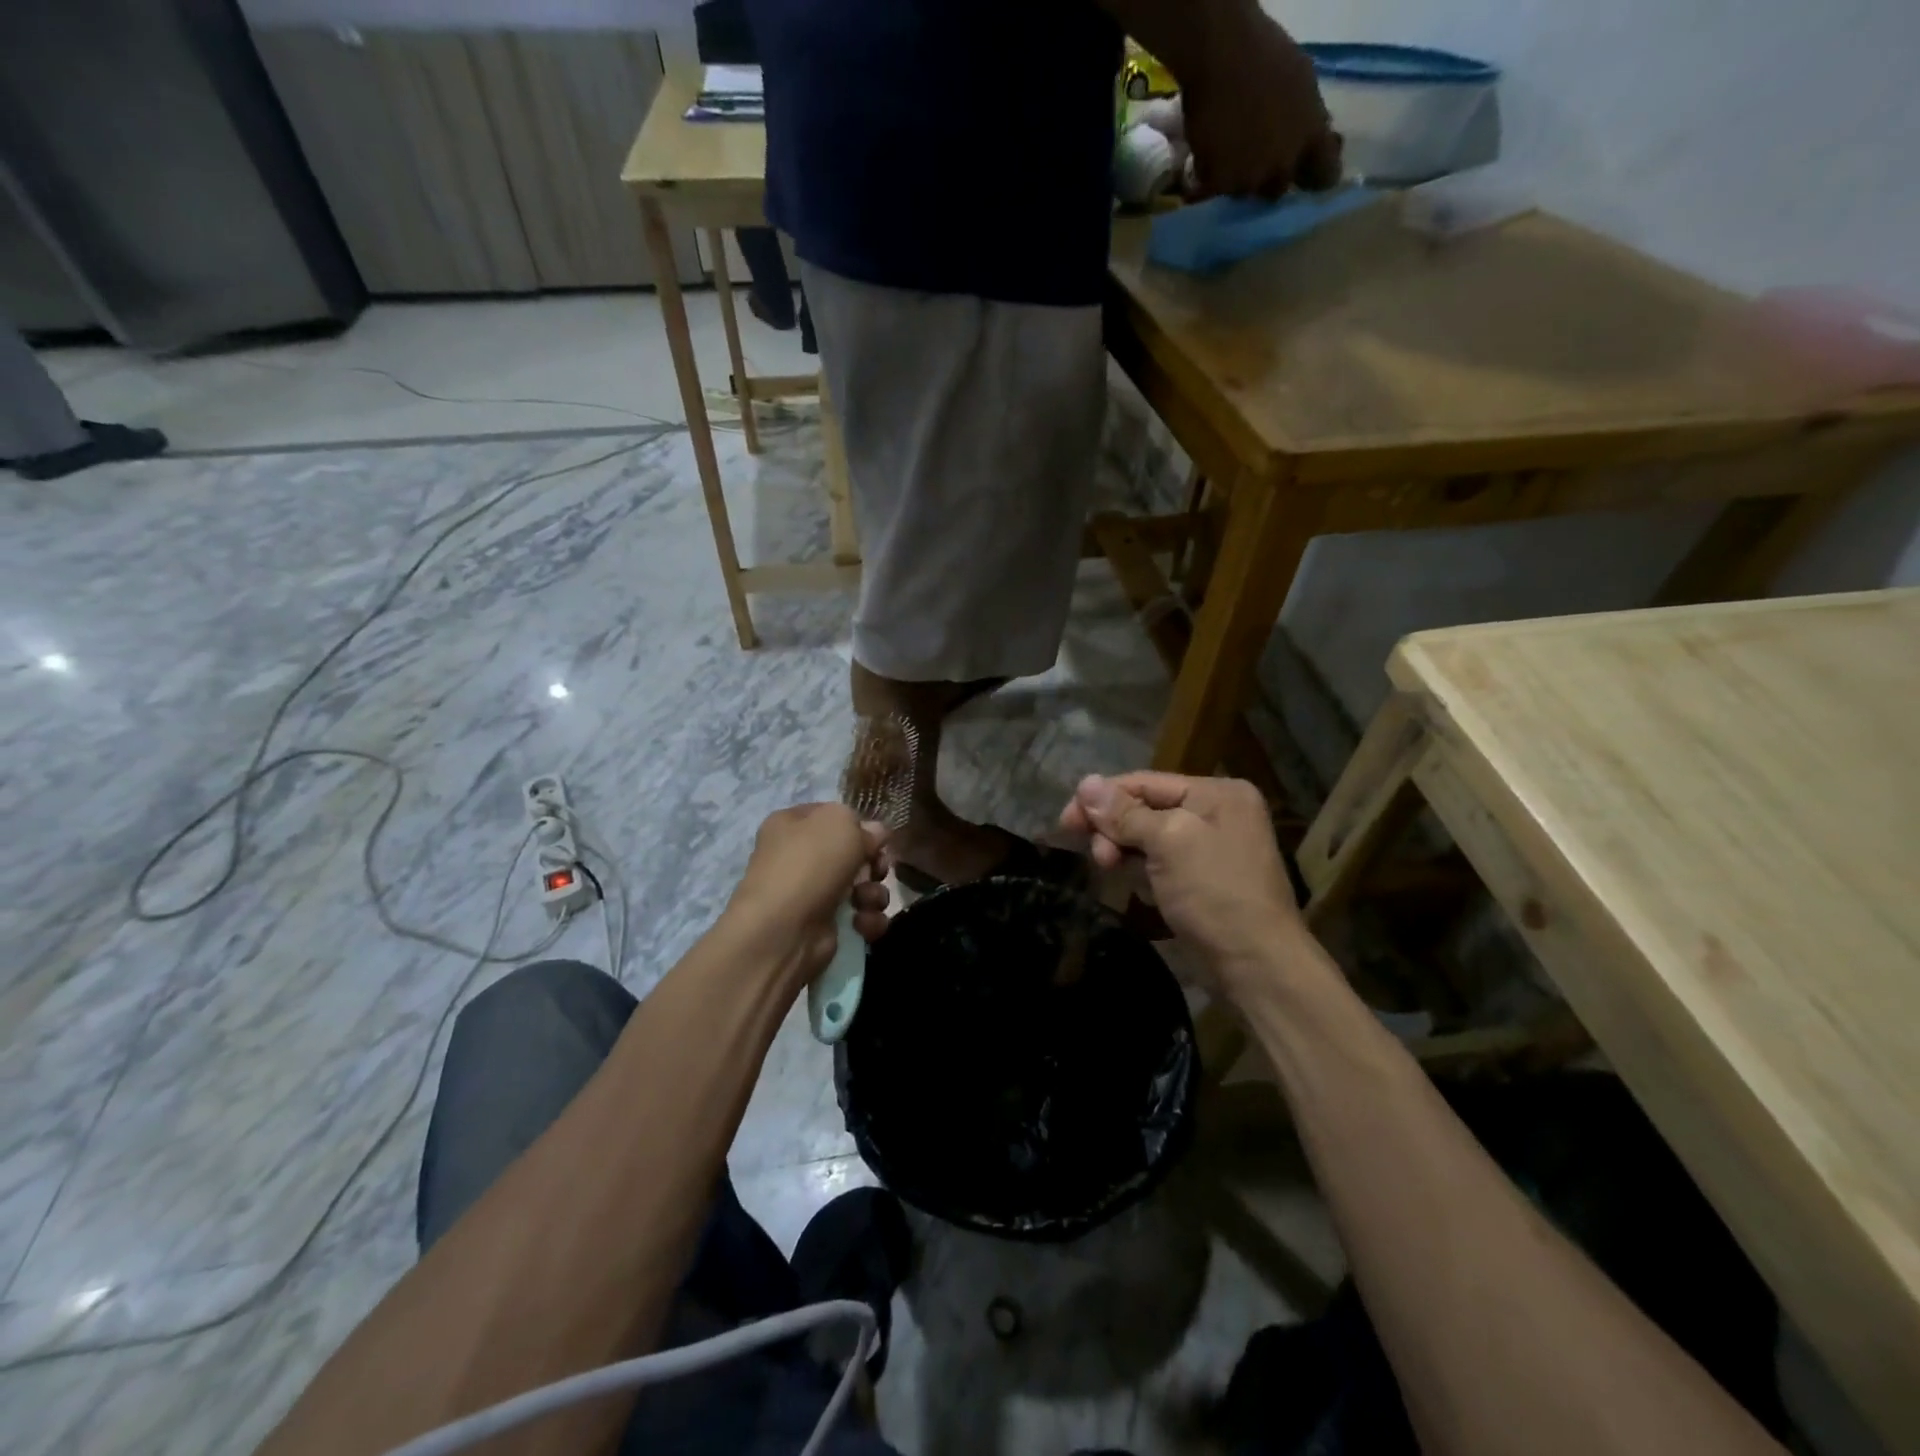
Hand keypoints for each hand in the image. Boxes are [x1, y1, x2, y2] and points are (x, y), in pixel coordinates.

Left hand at [728, 804, 890, 977]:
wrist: (785, 930)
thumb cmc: (810, 864)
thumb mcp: (840, 823)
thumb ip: (863, 824)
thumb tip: (876, 834)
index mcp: (791, 824)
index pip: (832, 816)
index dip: (858, 825)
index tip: (877, 837)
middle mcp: (798, 857)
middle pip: (852, 853)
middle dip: (873, 863)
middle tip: (877, 870)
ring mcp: (810, 894)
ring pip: (860, 886)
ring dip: (873, 893)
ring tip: (866, 901)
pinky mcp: (823, 926)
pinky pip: (859, 916)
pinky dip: (867, 920)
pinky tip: (862, 923)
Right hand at [1060, 773, 1301, 980]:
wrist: (1257, 965)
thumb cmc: (1215, 893)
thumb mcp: (1168, 843)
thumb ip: (1125, 813)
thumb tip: (1084, 782)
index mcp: (1216, 793)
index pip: (1145, 782)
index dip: (1102, 799)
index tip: (1065, 822)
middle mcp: (1216, 812)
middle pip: (1145, 808)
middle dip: (1114, 828)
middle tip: (1098, 857)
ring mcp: (1211, 848)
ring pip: (1148, 837)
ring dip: (1124, 851)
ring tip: (1109, 869)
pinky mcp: (1202, 880)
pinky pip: (1160, 863)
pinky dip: (1141, 870)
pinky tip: (1135, 887)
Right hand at [1179, 5, 1341, 198]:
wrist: (1223, 56)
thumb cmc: (1267, 56)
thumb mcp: (1303, 82)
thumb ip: (1308, 119)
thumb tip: (1312, 138)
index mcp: (1311, 138)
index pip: (1324, 176)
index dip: (1316, 176)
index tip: (1306, 173)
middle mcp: (1282, 165)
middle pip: (1277, 190)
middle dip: (1269, 178)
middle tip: (1257, 159)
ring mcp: (1248, 178)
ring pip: (1243, 191)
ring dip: (1237, 178)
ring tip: (1227, 154)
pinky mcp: (1216, 183)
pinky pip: (1212, 189)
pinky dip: (1210, 176)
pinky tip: (1207, 155)